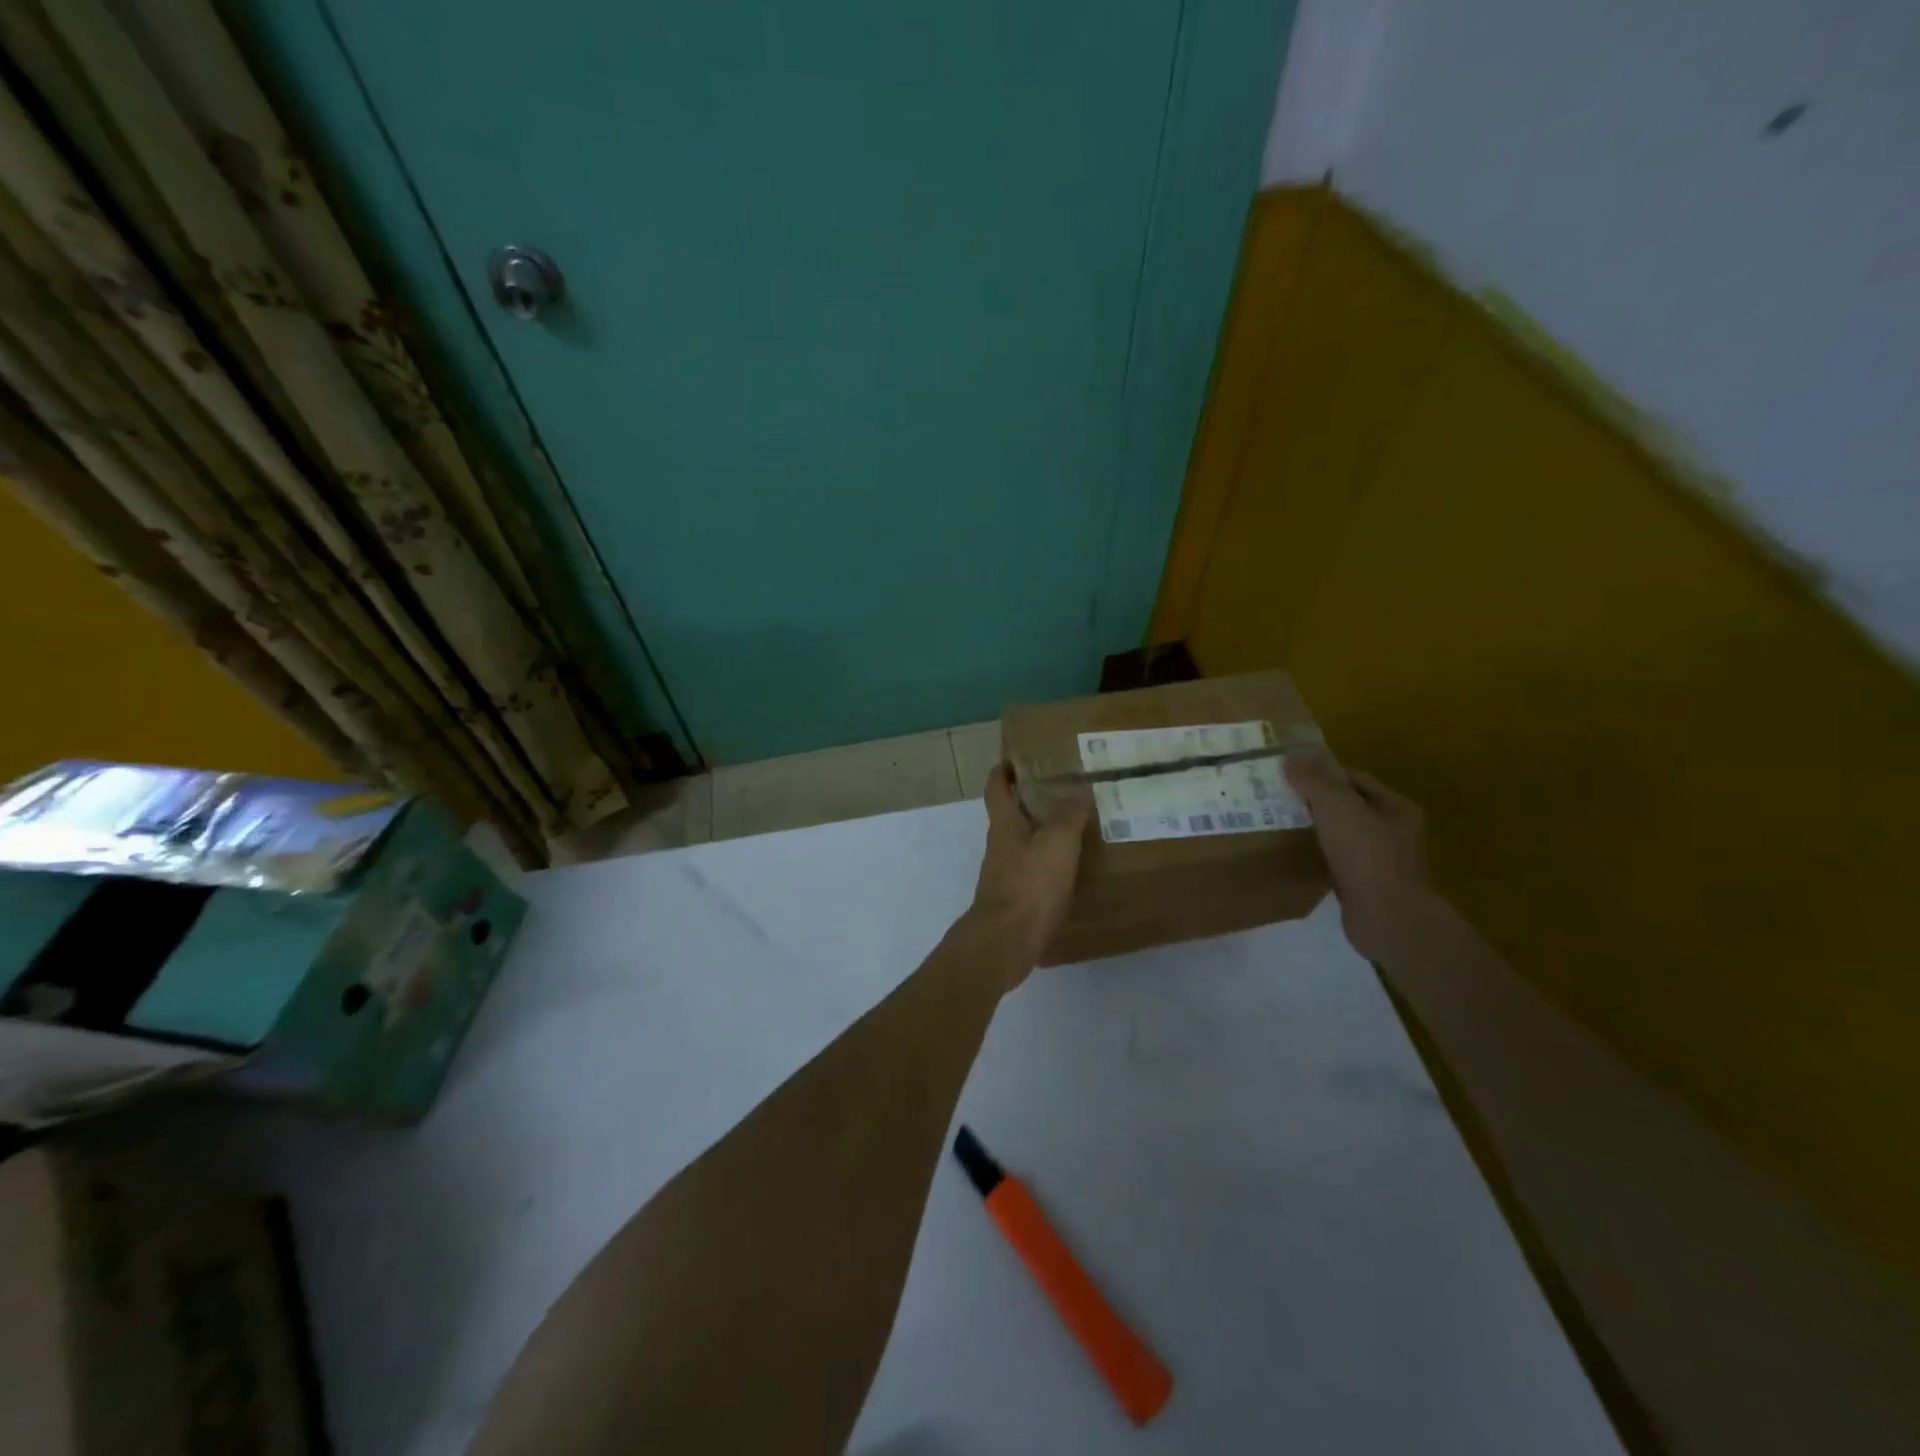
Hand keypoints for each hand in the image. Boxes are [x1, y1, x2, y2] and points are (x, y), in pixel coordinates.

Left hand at [964, 762, 1087, 986]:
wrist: (1006, 942)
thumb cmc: (1029, 885)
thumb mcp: (1057, 843)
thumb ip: (1068, 816)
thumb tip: (1078, 790)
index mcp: (1004, 825)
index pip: (997, 788)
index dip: (1003, 770)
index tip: (1016, 758)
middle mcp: (1000, 847)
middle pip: (1011, 816)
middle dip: (1032, 802)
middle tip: (1065, 793)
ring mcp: (1005, 875)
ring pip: (1025, 845)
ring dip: (1044, 835)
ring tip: (1078, 830)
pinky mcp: (1016, 901)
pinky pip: (1034, 873)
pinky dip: (1051, 866)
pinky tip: (1074, 871)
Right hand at [1283, 751, 1435, 962]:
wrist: (1387, 918)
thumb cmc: (1366, 855)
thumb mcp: (1337, 807)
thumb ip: (1314, 780)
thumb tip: (1291, 756)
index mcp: (1395, 807)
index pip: (1354, 778)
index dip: (1323, 773)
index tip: (1290, 776)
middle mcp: (1394, 831)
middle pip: (1349, 806)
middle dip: (1316, 801)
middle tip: (1280, 799)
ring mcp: (1383, 861)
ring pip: (1343, 834)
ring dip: (1317, 829)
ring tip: (1282, 825)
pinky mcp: (1368, 886)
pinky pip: (1339, 861)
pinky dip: (1320, 855)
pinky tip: (1298, 856)